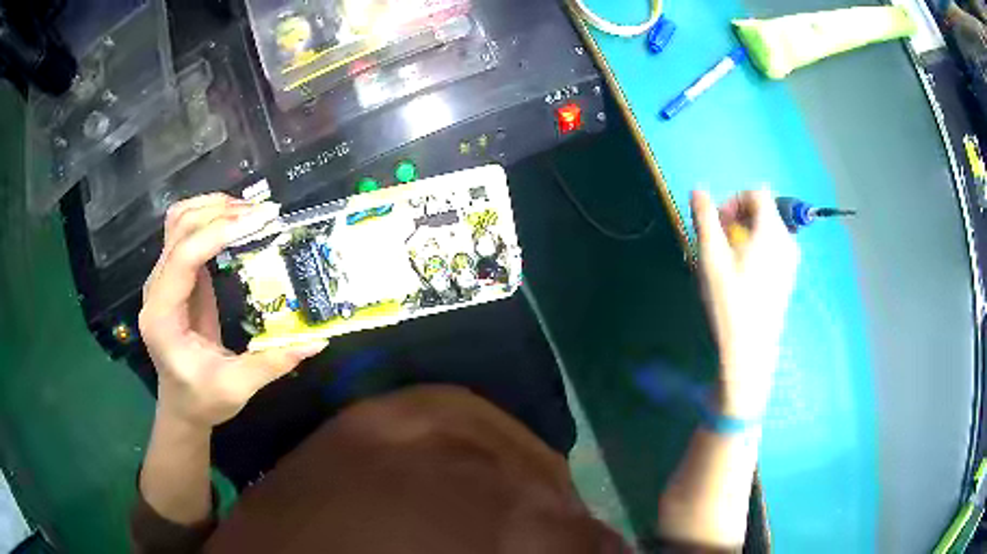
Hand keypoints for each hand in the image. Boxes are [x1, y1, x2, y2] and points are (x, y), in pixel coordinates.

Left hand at [139, 194, 326, 428]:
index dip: (219, 233)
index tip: (261, 221)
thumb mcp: (237, 388)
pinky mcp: (174, 276)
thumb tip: (316, 340)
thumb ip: (272, 363)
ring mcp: (161, 279)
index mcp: (163, 316)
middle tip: (263, 214)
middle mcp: (156, 289)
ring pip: (179, 222)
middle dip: (221, 212)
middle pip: (180, 228)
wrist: (181, 405)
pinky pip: (186, 232)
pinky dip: (210, 218)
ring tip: (250, 212)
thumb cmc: (203, 400)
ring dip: (214, 208)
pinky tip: (236, 223)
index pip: (184, 256)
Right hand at [690, 189, 798, 418]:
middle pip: (764, 211)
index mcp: (772, 230)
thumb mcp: (712, 257)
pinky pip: (774, 248)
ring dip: (746, 233)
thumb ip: (705, 218)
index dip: (734, 199)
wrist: (750, 349)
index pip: (757, 193)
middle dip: (739, 216)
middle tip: (718, 239)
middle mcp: (787, 241)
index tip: (717, 221)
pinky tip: (742, 274)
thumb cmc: (730, 300)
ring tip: (728, 259)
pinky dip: (757, 248)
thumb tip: (698, 191)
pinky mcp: (789, 277)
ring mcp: (791, 261)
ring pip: (769, 230)